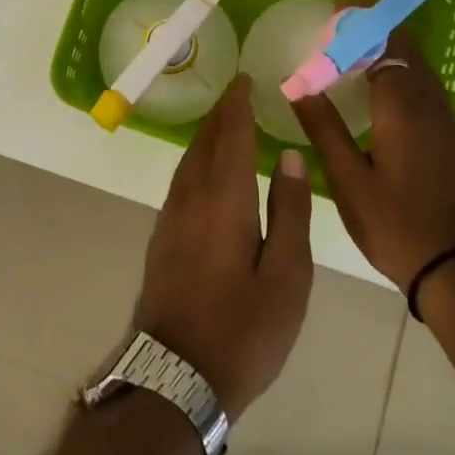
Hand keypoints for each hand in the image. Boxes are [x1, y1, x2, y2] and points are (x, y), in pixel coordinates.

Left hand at [134, 75, 313, 416]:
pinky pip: (181, 179)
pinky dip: (197, 159)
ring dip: (207, 135)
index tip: (245, 79)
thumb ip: (291, 212)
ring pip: (189, 160)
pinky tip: (206, 168)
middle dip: (222, 114)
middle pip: (206, 142)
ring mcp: (171, 217)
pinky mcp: (162, 237)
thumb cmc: (244, 329)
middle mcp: (192, 197)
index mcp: (225, 199)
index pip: (231, 136)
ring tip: (225, 121)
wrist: (175, 375)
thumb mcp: (287, 276)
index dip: (238, 105)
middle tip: (238, 92)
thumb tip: (292, 157)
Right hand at [289, 26, 454, 288]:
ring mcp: (445, 121)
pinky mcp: (451, 138)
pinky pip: (425, 86)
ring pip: (419, 67)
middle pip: (406, 49)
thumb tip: (298, 85)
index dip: (362, 22)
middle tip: (342, 21)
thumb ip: (324, 128)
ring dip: (391, 47)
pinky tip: (382, 87)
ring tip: (357, 45)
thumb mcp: (348, 179)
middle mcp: (429, 104)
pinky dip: (402, 70)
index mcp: (402, 108)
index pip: (384, 45)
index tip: (337, 7)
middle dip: (377, 27)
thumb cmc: (396, 224)